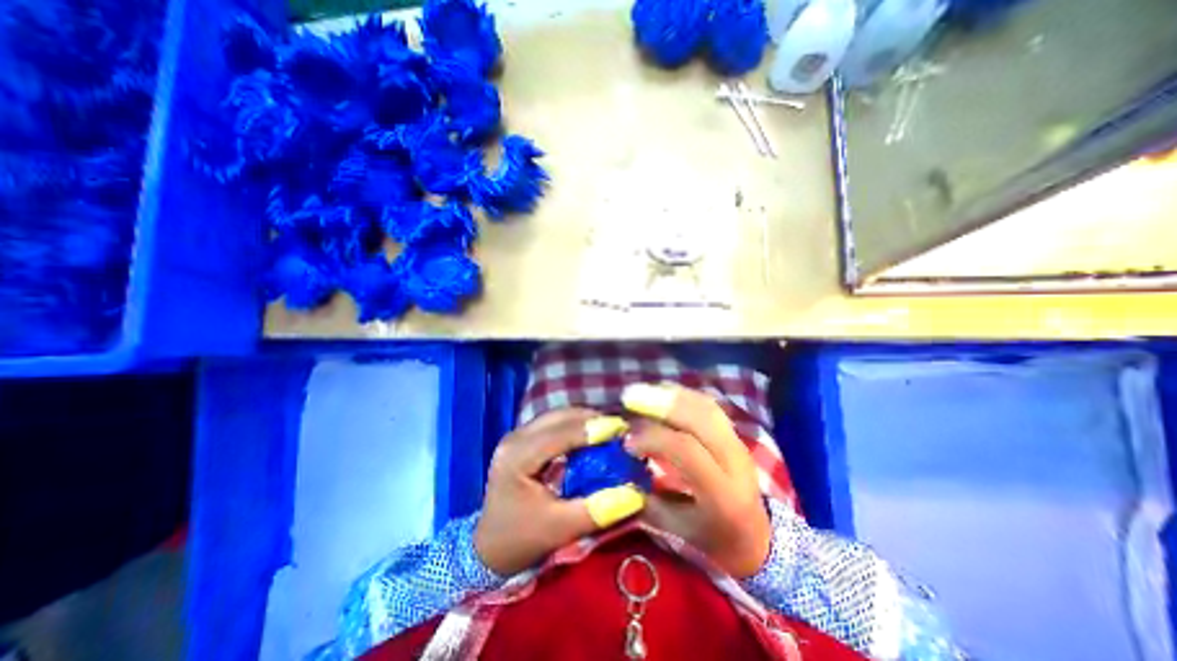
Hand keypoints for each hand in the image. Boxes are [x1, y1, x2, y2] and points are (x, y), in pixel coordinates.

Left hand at [475, 411, 647, 574]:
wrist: (490, 547)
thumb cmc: (521, 540)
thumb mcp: (559, 530)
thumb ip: (596, 511)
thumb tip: (636, 493)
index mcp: (517, 458)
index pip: (559, 434)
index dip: (592, 428)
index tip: (622, 429)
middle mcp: (515, 438)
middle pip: (559, 416)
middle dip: (592, 419)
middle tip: (621, 429)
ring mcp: (518, 435)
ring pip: (558, 415)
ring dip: (585, 419)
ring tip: (611, 430)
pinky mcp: (525, 438)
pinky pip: (556, 422)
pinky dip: (577, 425)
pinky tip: (593, 435)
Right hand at [618, 383, 780, 577]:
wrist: (760, 538)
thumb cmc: (717, 540)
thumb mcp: (679, 532)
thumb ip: (649, 503)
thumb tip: (622, 472)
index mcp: (723, 493)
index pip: (687, 450)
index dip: (653, 439)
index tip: (627, 442)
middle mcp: (734, 460)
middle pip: (700, 417)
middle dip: (661, 403)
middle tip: (629, 398)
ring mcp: (738, 442)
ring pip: (705, 405)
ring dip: (671, 394)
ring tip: (642, 392)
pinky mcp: (734, 433)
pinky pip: (708, 404)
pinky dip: (683, 394)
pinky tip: (662, 393)